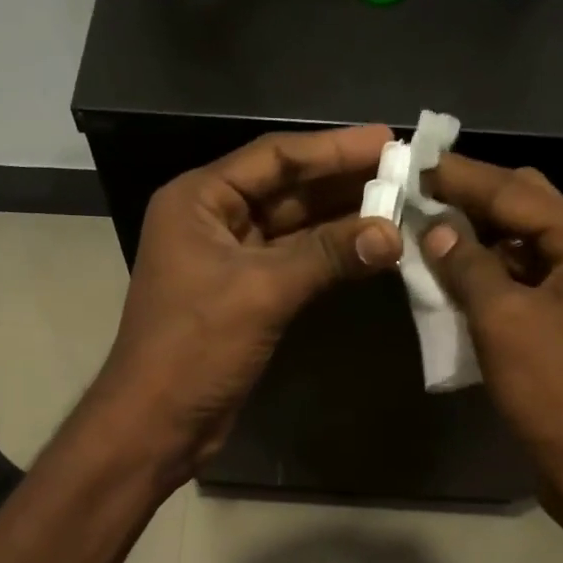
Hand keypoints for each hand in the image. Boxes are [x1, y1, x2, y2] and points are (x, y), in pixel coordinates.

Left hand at [93, 126, 403, 480]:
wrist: (158, 423)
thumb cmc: (195, 348)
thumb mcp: (261, 292)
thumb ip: (327, 255)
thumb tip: (393, 232)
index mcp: (199, 200)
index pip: (274, 157)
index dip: (333, 148)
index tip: (389, 139)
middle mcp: (211, 221)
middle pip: (285, 189)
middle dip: (342, 181)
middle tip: (404, 172)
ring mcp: (228, 260)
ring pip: (293, 228)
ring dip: (341, 220)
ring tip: (399, 205)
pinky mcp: (244, 296)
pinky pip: (293, 263)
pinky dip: (328, 257)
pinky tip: (369, 249)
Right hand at [419, 155, 562, 503]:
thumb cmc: (556, 390)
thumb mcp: (504, 321)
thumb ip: (467, 266)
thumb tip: (435, 228)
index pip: (516, 191)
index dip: (462, 177)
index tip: (415, 161)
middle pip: (527, 209)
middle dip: (472, 203)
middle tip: (418, 195)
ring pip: (524, 246)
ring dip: (478, 242)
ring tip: (427, 234)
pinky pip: (527, 281)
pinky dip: (491, 277)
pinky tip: (455, 279)